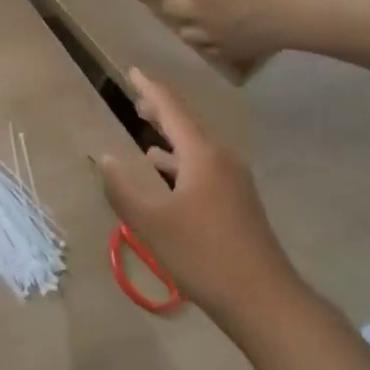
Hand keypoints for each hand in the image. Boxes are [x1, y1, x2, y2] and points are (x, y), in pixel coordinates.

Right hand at [97, 70, 300, 314]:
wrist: (264, 299)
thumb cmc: (202, 254)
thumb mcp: (150, 222)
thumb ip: (122, 188)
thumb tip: (105, 158)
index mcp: (202, 155)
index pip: (172, 109)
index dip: (150, 88)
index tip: (133, 70)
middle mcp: (221, 159)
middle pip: (187, 124)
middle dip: (161, 110)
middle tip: (136, 98)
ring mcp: (234, 182)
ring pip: (196, 147)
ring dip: (170, 137)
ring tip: (146, 131)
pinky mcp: (237, 203)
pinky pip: (203, 167)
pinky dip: (181, 162)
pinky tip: (167, 177)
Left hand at [160, 0, 316, 65]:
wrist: (298, 15)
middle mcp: (198, 12)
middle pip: (169, 5)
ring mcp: (212, 34)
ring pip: (184, 31)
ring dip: (185, 20)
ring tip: (197, 12)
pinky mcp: (229, 51)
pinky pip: (207, 48)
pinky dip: (205, 40)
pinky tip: (214, 32)